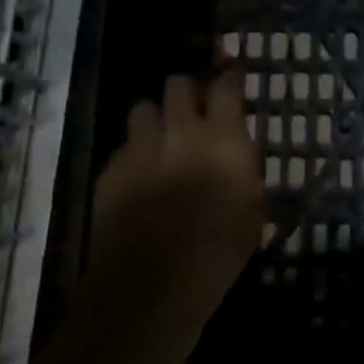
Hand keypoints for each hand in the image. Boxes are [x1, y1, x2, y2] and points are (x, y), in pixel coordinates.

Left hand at [78, 69, 264, 363]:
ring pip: (143, 108)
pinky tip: (140, 176)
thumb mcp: (252, 212)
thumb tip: (238, 158)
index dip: (229, 77)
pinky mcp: (111, 170)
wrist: (151, 286)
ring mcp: (141, 148)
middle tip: (194, 110)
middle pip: (178, 84)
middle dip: (187, 91)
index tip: (232, 78)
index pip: (226, 85)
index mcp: (224, 138)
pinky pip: (124, 146)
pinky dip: (134, 152)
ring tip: (162, 139)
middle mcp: (181, 131)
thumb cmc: (218, 254)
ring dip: (156, 118)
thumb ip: (243, 173)